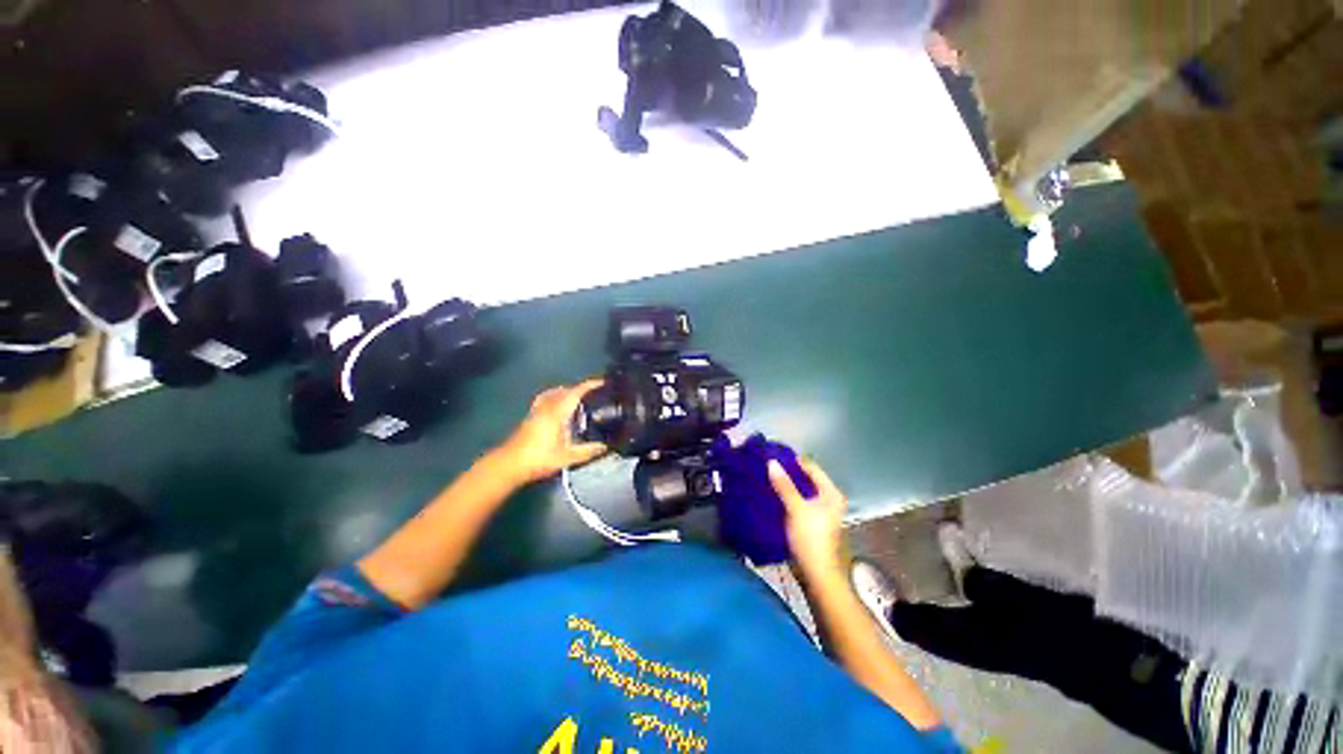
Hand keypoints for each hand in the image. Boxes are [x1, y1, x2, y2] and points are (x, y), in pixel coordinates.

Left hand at [498, 380, 607, 483]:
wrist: (509, 464)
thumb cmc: (539, 458)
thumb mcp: (567, 457)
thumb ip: (586, 451)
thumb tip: (604, 447)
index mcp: (557, 412)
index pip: (575, 392)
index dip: (589, 385)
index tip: (602, 383)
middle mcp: (547, 407)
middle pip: (564, 390)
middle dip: (579, 389)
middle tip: (592, 395)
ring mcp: (536, 411)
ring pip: (552, 393)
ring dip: (565, 392)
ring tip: (576, 399)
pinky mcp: (529, 418)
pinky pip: (545, 400)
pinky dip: (555, 398)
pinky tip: (558, 410)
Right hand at [768, 458, 846, 578]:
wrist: (816, 572)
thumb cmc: (810, 537)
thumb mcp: (796, 508)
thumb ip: (784, 485)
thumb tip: (772, 462)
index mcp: (831, 493)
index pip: (812, 468)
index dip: (795, 460)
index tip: (775, 454)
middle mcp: (829, 499)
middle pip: (808, 479)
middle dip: (789, 472)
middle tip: (769, 465)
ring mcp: (822, 511)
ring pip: (802, 490)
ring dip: (787, 485)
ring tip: (769, 476)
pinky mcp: (812, 520)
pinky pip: (799, 500)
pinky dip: (788, 496)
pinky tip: (774, 493)